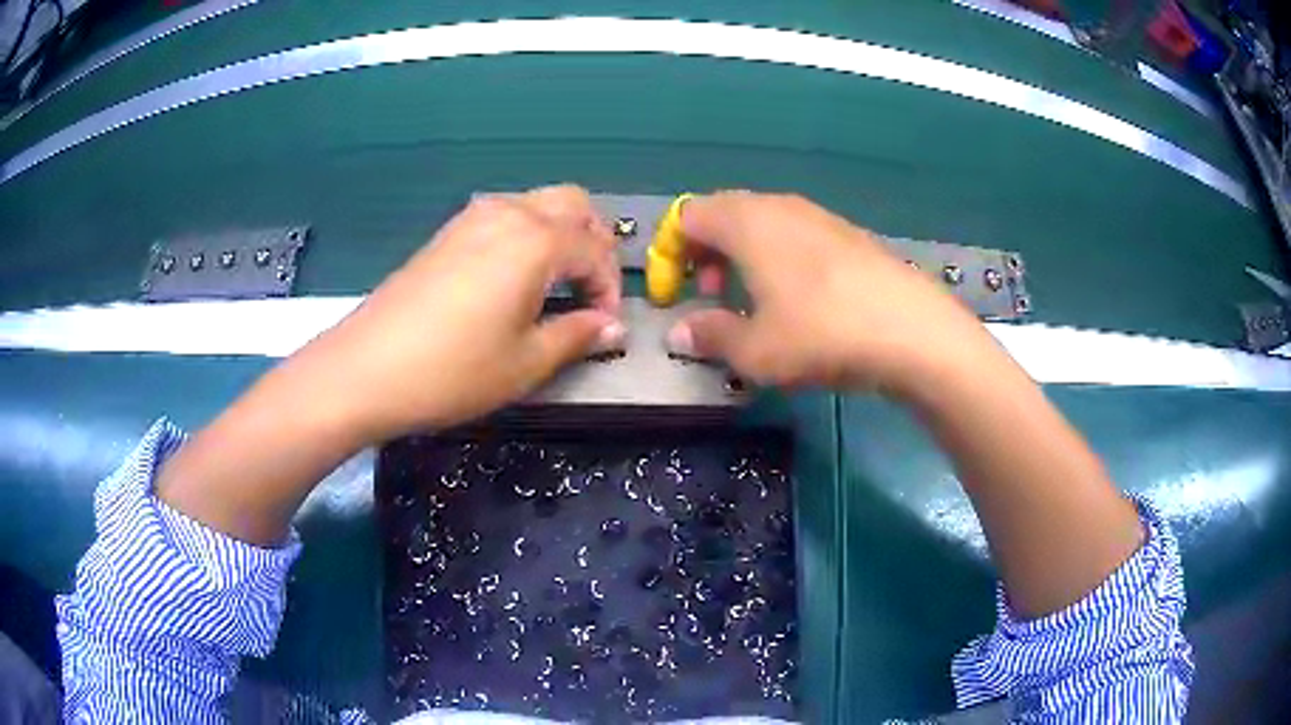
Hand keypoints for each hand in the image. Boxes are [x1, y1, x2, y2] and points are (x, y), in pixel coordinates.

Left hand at [290, 185, 623, 440]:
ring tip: (555, 285)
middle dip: (593, 243)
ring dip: (560, 235)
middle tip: (588, 291)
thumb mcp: (526, 362)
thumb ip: (577, 335)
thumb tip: (612, 326)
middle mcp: (509, 214)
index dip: (610, 288)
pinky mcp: (447, 232)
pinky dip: (527, 236)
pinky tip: (513, 279)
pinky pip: (505, 215)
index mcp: (536, 241)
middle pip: (573, 205)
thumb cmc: (453, 371)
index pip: (596, 250)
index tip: (604, 325)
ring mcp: (473, 218)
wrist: (366, 368)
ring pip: (537, 204)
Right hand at [666, 191, 995, 395]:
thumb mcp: (755, 351)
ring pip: (763, 225)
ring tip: (755, 304)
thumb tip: (679, 334)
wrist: (913, 331)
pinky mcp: (850, 235)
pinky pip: (797, 236)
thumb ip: (710, 337)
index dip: (671, 253)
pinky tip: (801, 302)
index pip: (688, 216)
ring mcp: (820, 217)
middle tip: (714, 298)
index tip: (675, 296)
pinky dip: (780, 260)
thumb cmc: (821, 334)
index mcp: (746, 222)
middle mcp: (780, 206)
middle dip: (707, 254)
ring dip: (744, 258)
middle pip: (724, 214)